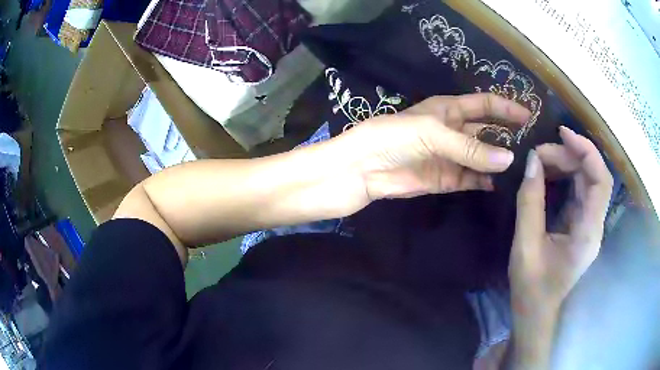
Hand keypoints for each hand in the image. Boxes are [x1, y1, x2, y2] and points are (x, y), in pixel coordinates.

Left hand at [339, 94, 530, 199]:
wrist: (363, 169)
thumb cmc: (393, 137)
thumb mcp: (433, 133)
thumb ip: (470, 147)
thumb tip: (509, 158)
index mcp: (450, 109)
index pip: (485, 103)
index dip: (507, 107)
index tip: (530, 116)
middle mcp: (455, 131)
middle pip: (488, 132)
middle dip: (509, 138)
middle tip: (534, 150)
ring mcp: (453, 157)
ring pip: (484, 158)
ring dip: (501, 163)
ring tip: (524, 171)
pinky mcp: (448, 179)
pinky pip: (473, 179)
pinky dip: (487, 182)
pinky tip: (503, 186)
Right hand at [509, 127, 613, 311]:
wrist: (536, 311)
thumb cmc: (531, 286)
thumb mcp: (525, 245)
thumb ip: (530, 201)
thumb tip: (532, 161)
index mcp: (587, 233)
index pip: (601, 181)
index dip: (586, 151)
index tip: (562, 133)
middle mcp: (595, 226)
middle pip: (595, 176)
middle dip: (571, 155)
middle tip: (541, 152)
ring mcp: (590, 225)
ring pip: (588, 181)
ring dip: (568, 164)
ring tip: (542, 159)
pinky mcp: (582, 225)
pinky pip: (580, 191)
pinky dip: (567, 176)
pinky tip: (550, 173)